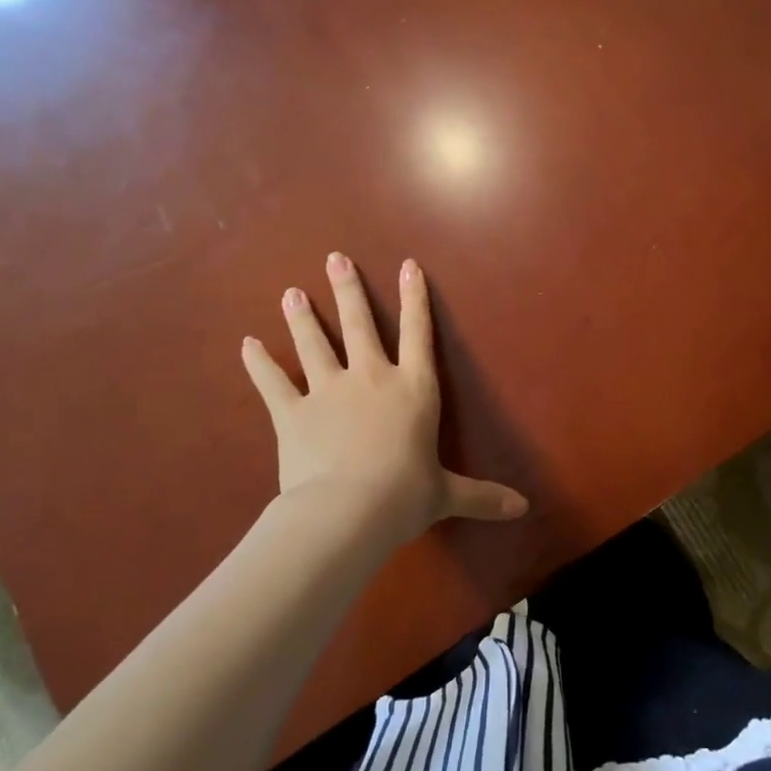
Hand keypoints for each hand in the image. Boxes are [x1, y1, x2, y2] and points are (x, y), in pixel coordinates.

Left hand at [241, 253, 529, 543]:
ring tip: (291, 292)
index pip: (419, 334)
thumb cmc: (405, 497)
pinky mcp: (292, 413)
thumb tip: (524, 509)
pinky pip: (272, 382)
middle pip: (359, 325)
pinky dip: (259, 363)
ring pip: (314, 344)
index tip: (407, 265)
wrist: (347, 512)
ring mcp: (328, 392)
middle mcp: (371, 379)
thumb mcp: (447, 495)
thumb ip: (482, 496)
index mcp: (413, 390)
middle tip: (334, 259)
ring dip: (302, 317)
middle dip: (347, 290)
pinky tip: (247, 343)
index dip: (416, 298)